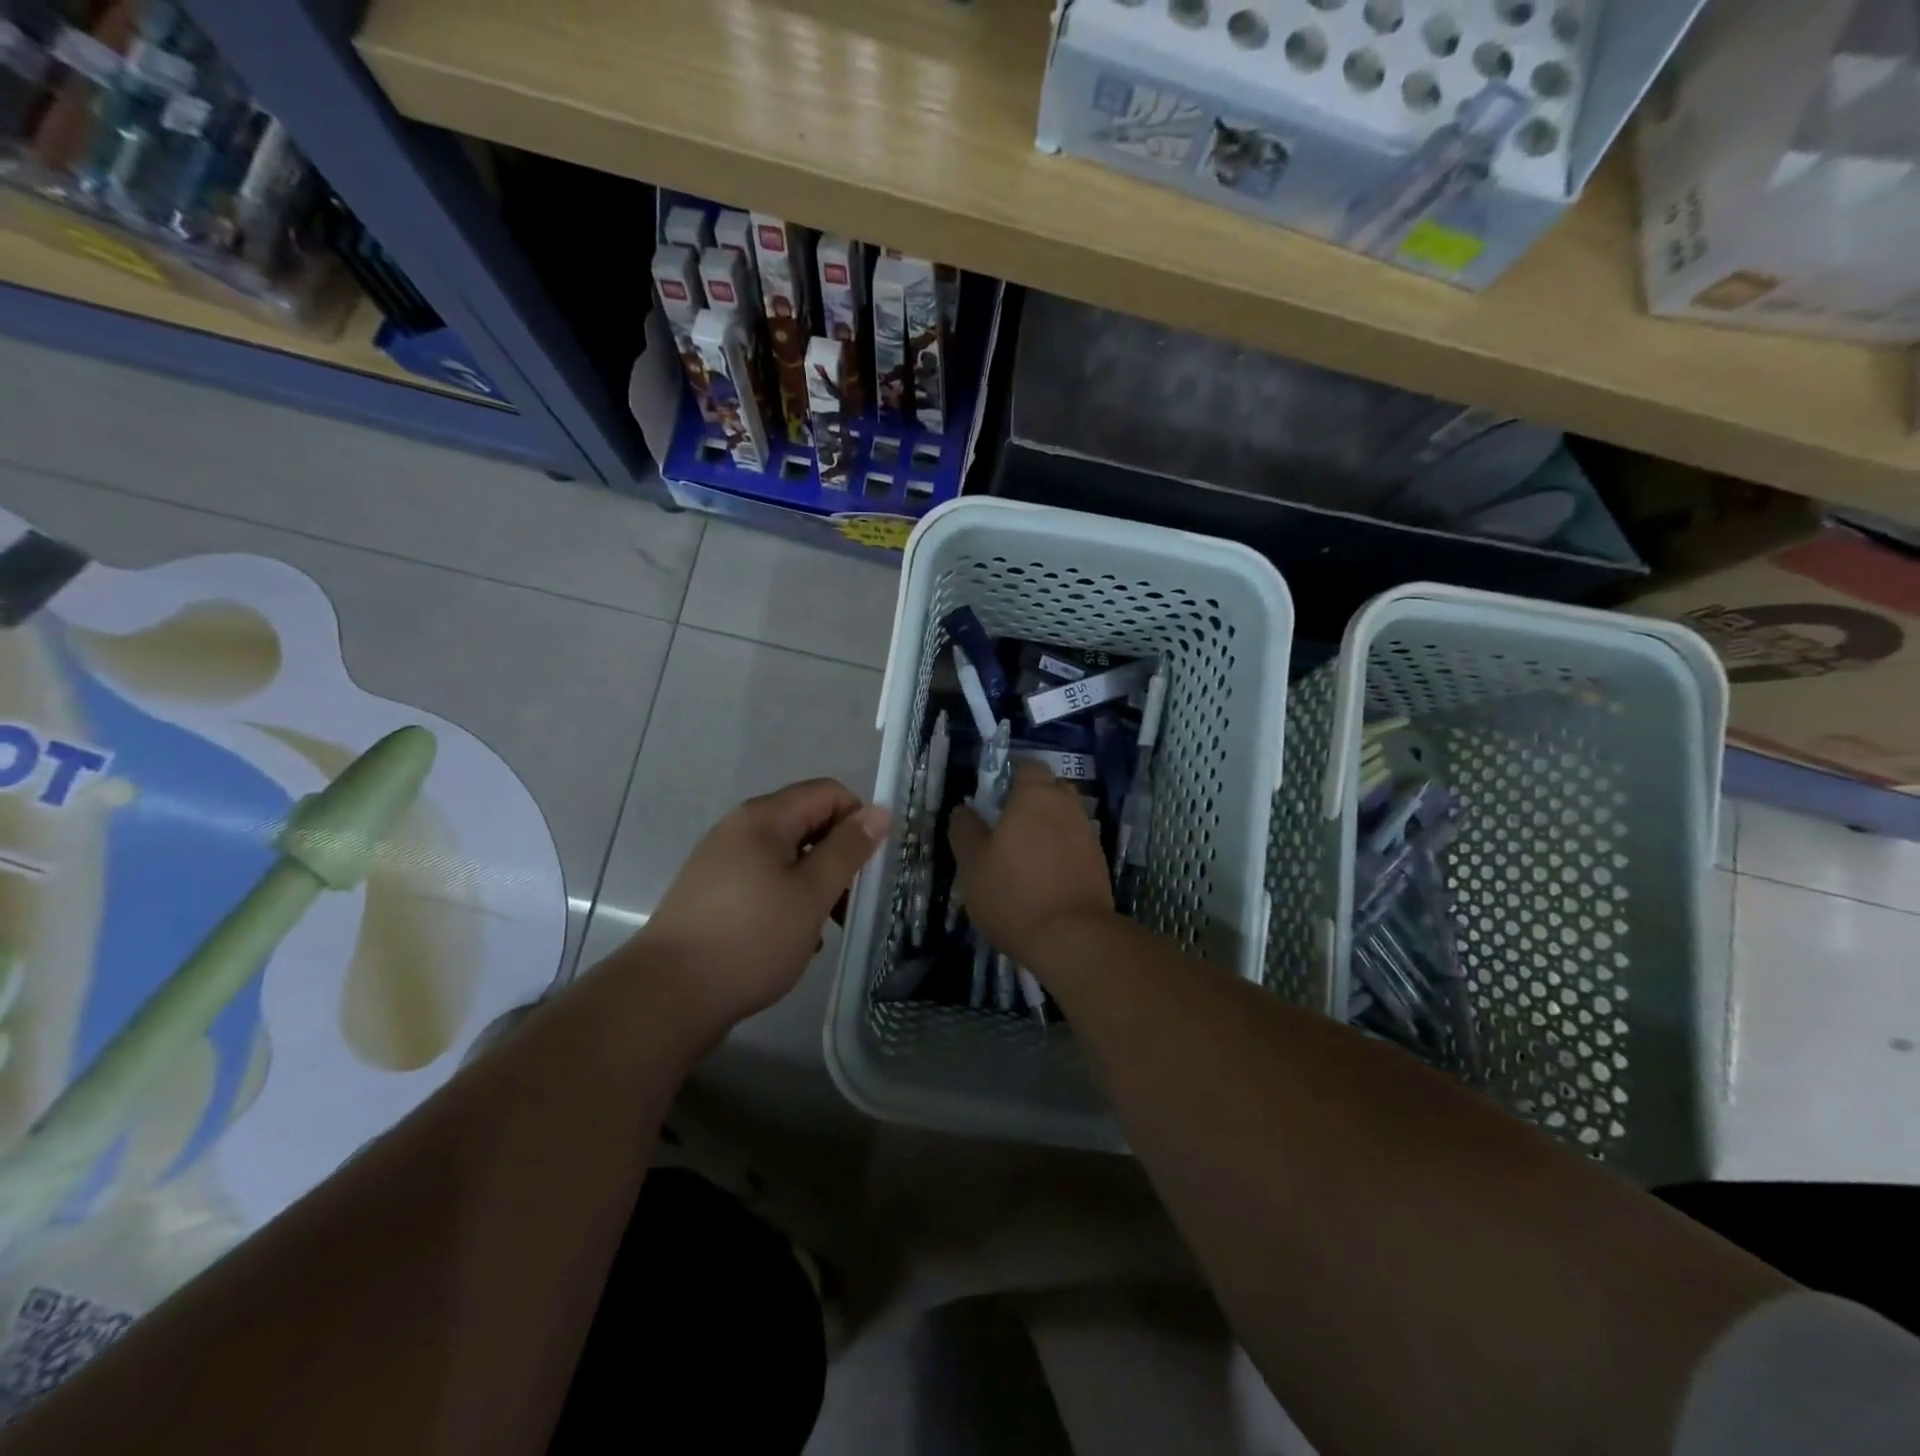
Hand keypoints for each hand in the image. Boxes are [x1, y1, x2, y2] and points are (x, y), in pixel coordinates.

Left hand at [637, 779, 889, 1025]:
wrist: (668, 996)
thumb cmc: (751, 939)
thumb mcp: (812, 894)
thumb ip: (848, 849)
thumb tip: (879, 811)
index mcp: (764, 817)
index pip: (829, 793)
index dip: (857, 822)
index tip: (866, 868)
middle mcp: (740, 828)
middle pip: (807, 822)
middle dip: (836, 856)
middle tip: (848, 903)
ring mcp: (721, 860)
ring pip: (787, 856)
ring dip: (813, 883)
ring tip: (821, 928)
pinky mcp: (711, 892)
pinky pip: (763, 880)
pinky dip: (786, 899)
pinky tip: (790, 938)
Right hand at [948, 761, 1114, 968]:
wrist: (1072, 937)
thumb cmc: (1012, 892)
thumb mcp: (972, 863)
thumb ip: (965, 830)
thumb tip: (964, 810)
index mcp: (1035, 795)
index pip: (1027, 766)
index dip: (1010, 776)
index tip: (992, 798)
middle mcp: (1067, 806)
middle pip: (1051, 788)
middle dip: (1032, 799)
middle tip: (1006, 826)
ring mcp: (1088, 835)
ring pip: (1065, 817)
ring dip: (1047, 827)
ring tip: (1024, 856)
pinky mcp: (1099, 864)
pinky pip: (1075, 844)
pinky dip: (1061, 852)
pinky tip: (1044, 877)